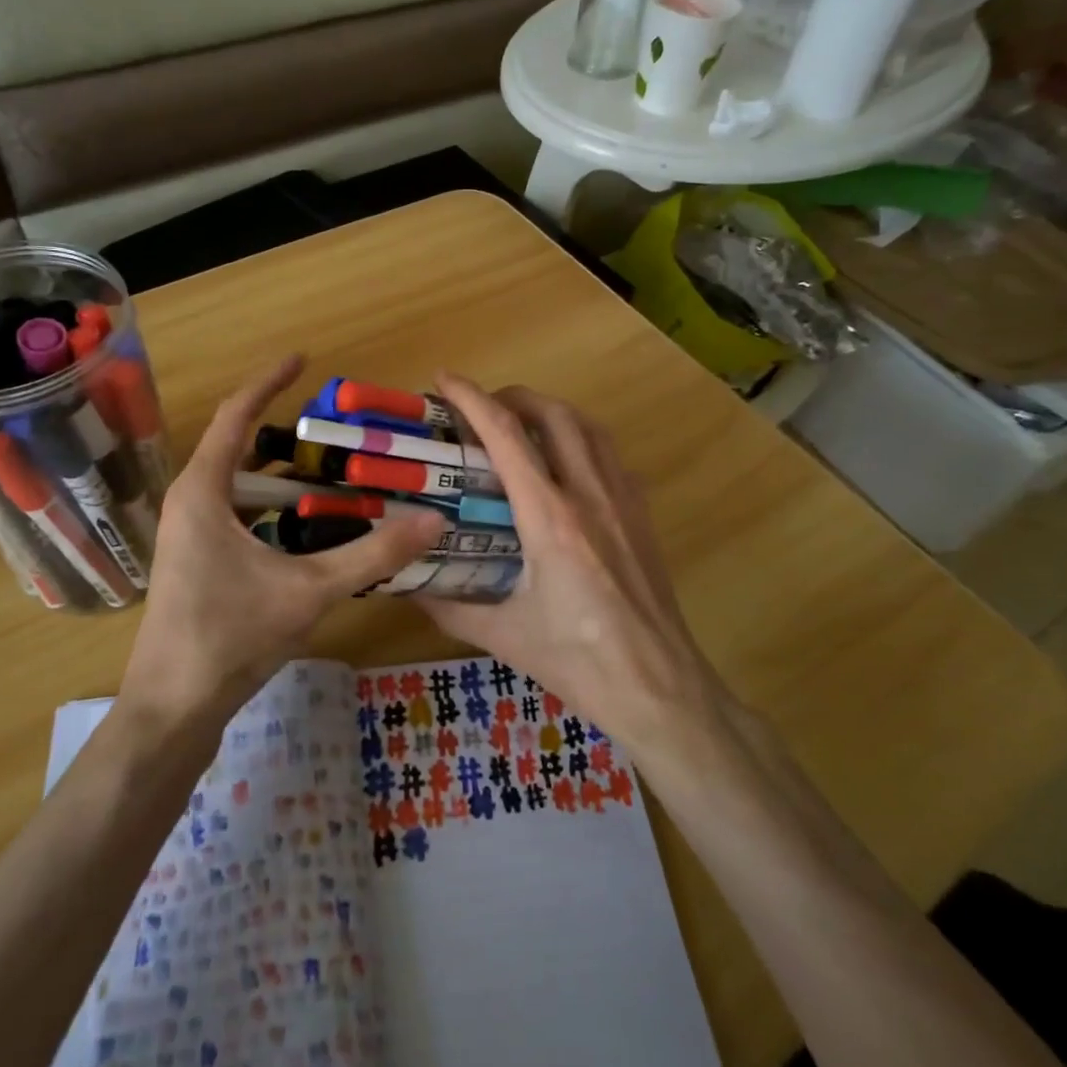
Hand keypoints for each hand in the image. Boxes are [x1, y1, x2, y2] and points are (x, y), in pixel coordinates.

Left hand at [118, 354, 444, 726]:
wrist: (172, 709)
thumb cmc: (230, 637)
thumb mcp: (309, 591)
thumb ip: (372, 555)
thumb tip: (432, 521)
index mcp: (203, 491)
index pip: (235, 416)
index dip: (269, 382)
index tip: (303, 360)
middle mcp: (190, 503)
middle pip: (238, 448)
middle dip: (286, 433)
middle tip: (337, 428)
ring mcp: (189, 535)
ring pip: (239, 486)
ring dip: (281, 474)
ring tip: (332, 471)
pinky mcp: (196, 562)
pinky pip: (237, 514)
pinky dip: (273, 508)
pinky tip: (309, 527)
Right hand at [416, 374, 727, 756]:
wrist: (659, 686)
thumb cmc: (578, 661)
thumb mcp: (503, 635)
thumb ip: (449, 608)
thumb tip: (407, 588)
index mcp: (549, 518)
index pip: (506, 435)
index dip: (472, 398)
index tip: (444, 380)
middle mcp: (588, 494)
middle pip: (553, 414)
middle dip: (513, 396)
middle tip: (481, 407)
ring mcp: (623, 501)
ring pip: (589, 427)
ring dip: (552, 412)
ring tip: (522, 424)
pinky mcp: (642, 515)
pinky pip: (611, 456)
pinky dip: (583, 440)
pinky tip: (567, 465)